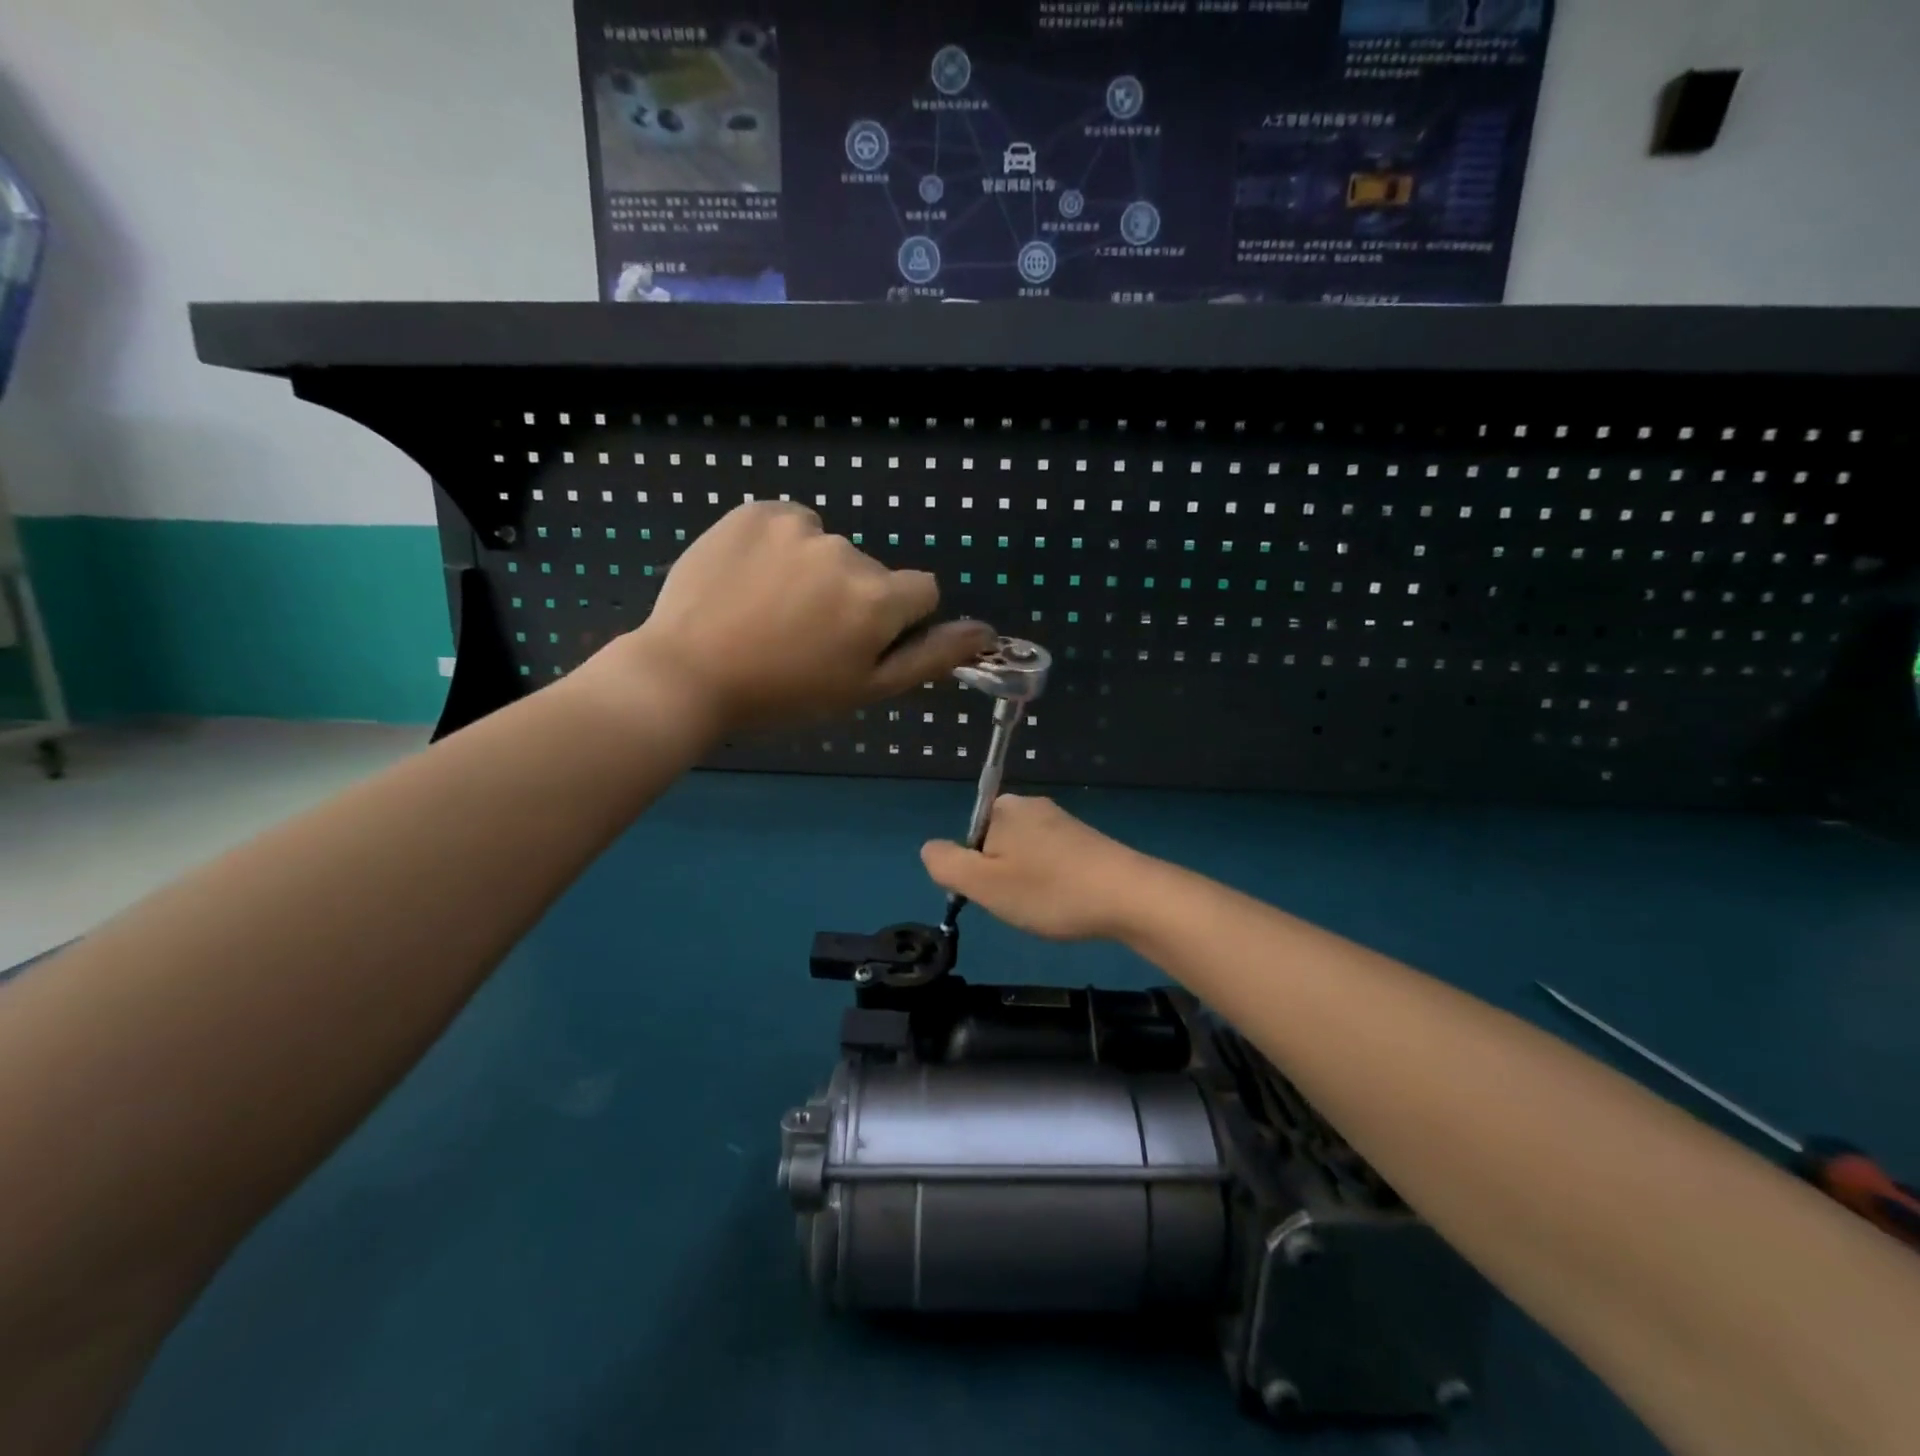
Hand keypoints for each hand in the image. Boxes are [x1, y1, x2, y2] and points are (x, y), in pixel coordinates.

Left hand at [582, 502, 993, 732]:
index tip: (858, 642)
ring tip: (769, 610)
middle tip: (804, 636)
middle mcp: (846, 551)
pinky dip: (779, 547)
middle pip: (871, 571)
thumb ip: (931, 658)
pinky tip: (750, 579)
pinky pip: (788, 524)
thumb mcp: (867, 689)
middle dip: (852, 598)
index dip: (896, 620)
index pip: (921, 592)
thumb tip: (984, 632)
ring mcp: (797, 525)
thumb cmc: (786, 694)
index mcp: (878, 598)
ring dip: (814, 572)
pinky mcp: (755, 511)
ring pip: (828, 548)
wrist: (688, 674)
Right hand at [920, 795, 1148, 941]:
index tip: (995, 895)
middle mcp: (1031, 805)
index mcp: (1003, 808)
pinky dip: (1053, 884)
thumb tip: (929, 849)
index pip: (968, 840)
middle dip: (1002, 878)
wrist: (1129, 896)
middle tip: (1020, 904)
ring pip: (1024, 857)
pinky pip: (1052, 862)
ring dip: (1028, 884)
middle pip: (996, 846)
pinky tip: (1069, 902)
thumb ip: (946, 864)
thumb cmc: (1049, 890)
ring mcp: (1062, 821)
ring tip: (1048, 906)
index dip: (974, 872)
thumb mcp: (984, 884)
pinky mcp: (1086, 840)